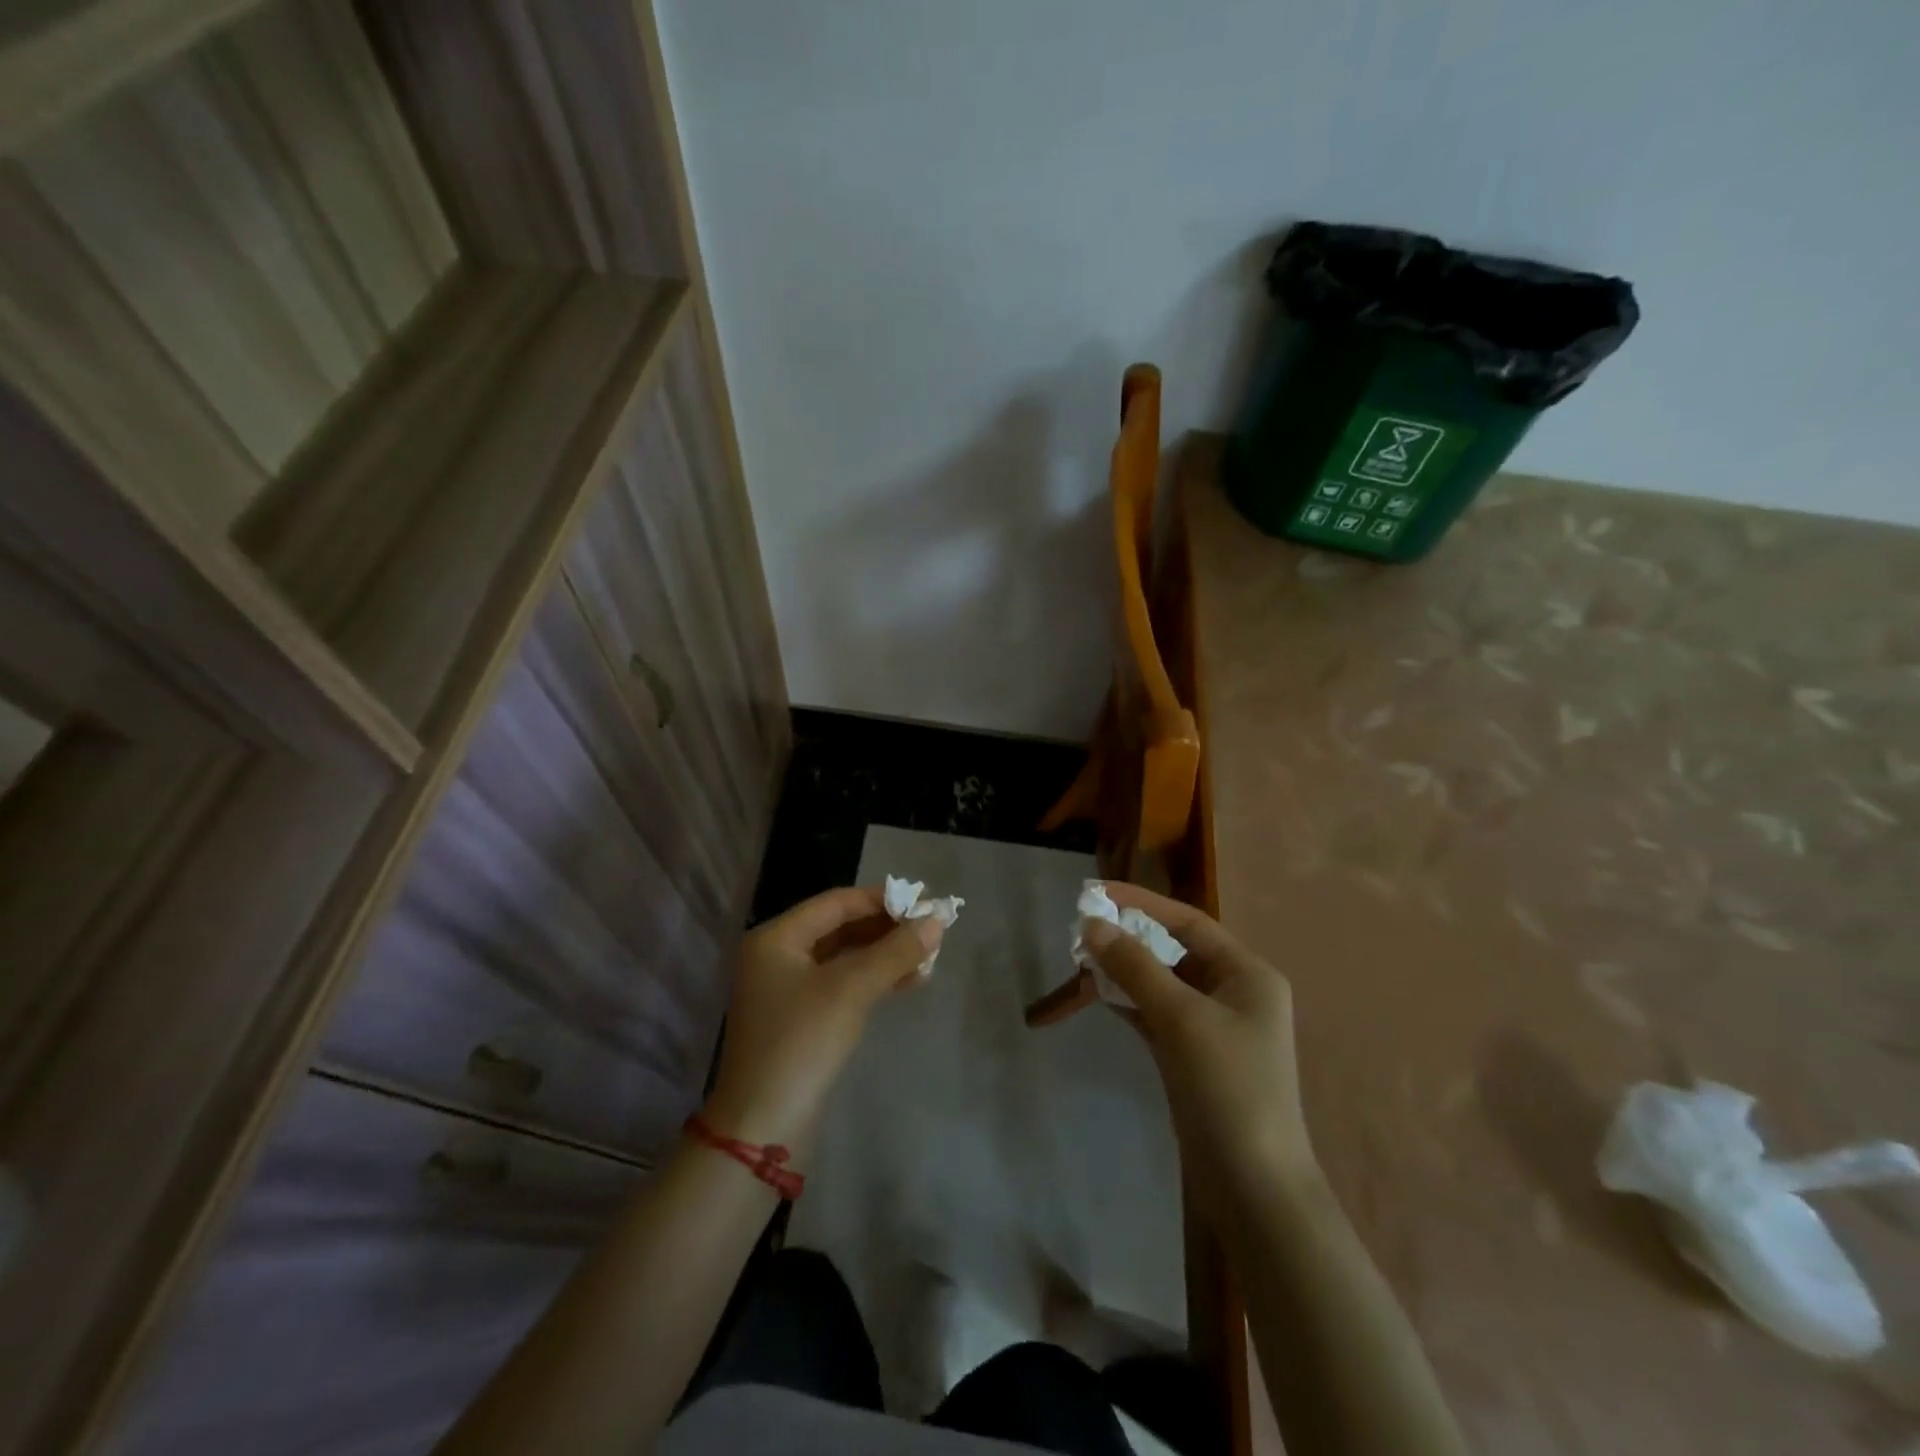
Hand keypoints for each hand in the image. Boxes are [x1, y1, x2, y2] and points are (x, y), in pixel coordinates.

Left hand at [702, 887, 941, 1155]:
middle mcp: (777, 956)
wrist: (763, 1127)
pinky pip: (841, 984)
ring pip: (844, 958)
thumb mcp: (851, 990)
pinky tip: (908, 982)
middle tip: (931, 931)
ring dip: (885, 955)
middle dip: (887, 929)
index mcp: (776, 938)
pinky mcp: (800, 1019)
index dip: (883, 900)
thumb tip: (937, 920)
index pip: (837, 903)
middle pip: (841, 928)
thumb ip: (895, 951)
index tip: (925, 903)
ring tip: (929, 958)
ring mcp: (786, 989)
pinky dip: (873, 979)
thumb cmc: (801, 1043)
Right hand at [1081, 884, 1318, 1218]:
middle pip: (1173, 950)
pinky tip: (1099, 995)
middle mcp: (1234, 992)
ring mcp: (1214, 1026)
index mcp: (1247, 974)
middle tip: (1082, 933)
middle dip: (1128, 940)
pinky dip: (1129, 1002)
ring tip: (1081, 962)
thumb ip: (1135, 966)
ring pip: (1161, 982)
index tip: (1096, 894)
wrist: (1252, 1187)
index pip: (1188, 922)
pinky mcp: (1194, 1055)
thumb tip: (1091, 924)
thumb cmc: (1227, 1088)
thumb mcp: (1180, 1018)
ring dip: (1124, 971)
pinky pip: (1156, 1013)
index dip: (1142, 903)